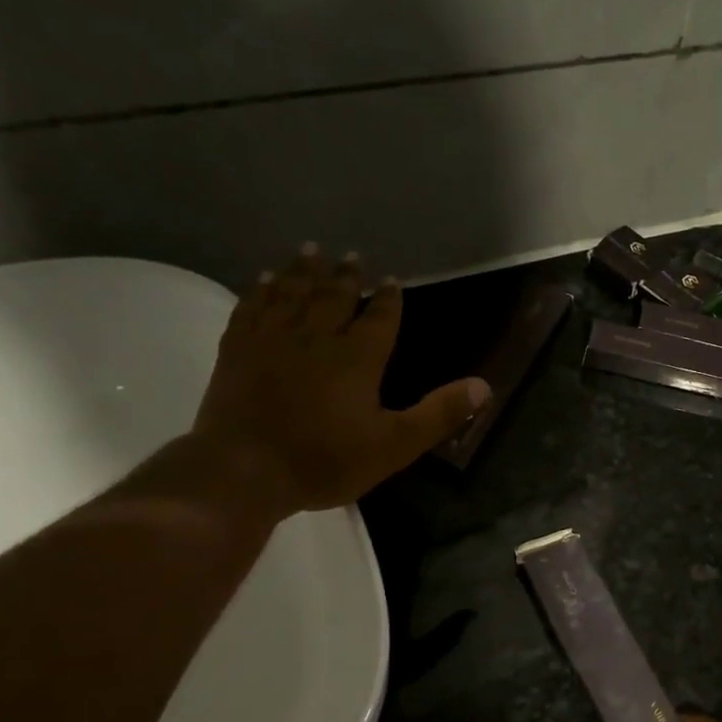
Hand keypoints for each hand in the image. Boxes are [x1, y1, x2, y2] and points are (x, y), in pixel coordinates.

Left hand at [190, 245, 489, 517]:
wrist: (245, 471)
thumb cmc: (325, 461)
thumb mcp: (395, 445)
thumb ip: (439, 414)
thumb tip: (483, 386)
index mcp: (357, 358)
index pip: (378, 318)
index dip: (388, 299)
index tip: (392, 280)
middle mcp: (315, 337)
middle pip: (333, 297)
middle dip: (345, 276)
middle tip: (352, 256)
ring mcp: (271, 340)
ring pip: (291, 294)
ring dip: (303, 271)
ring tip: (311, 251)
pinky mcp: (237, 350)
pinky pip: (251, 308)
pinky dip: (260, 290)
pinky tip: (263, 280)